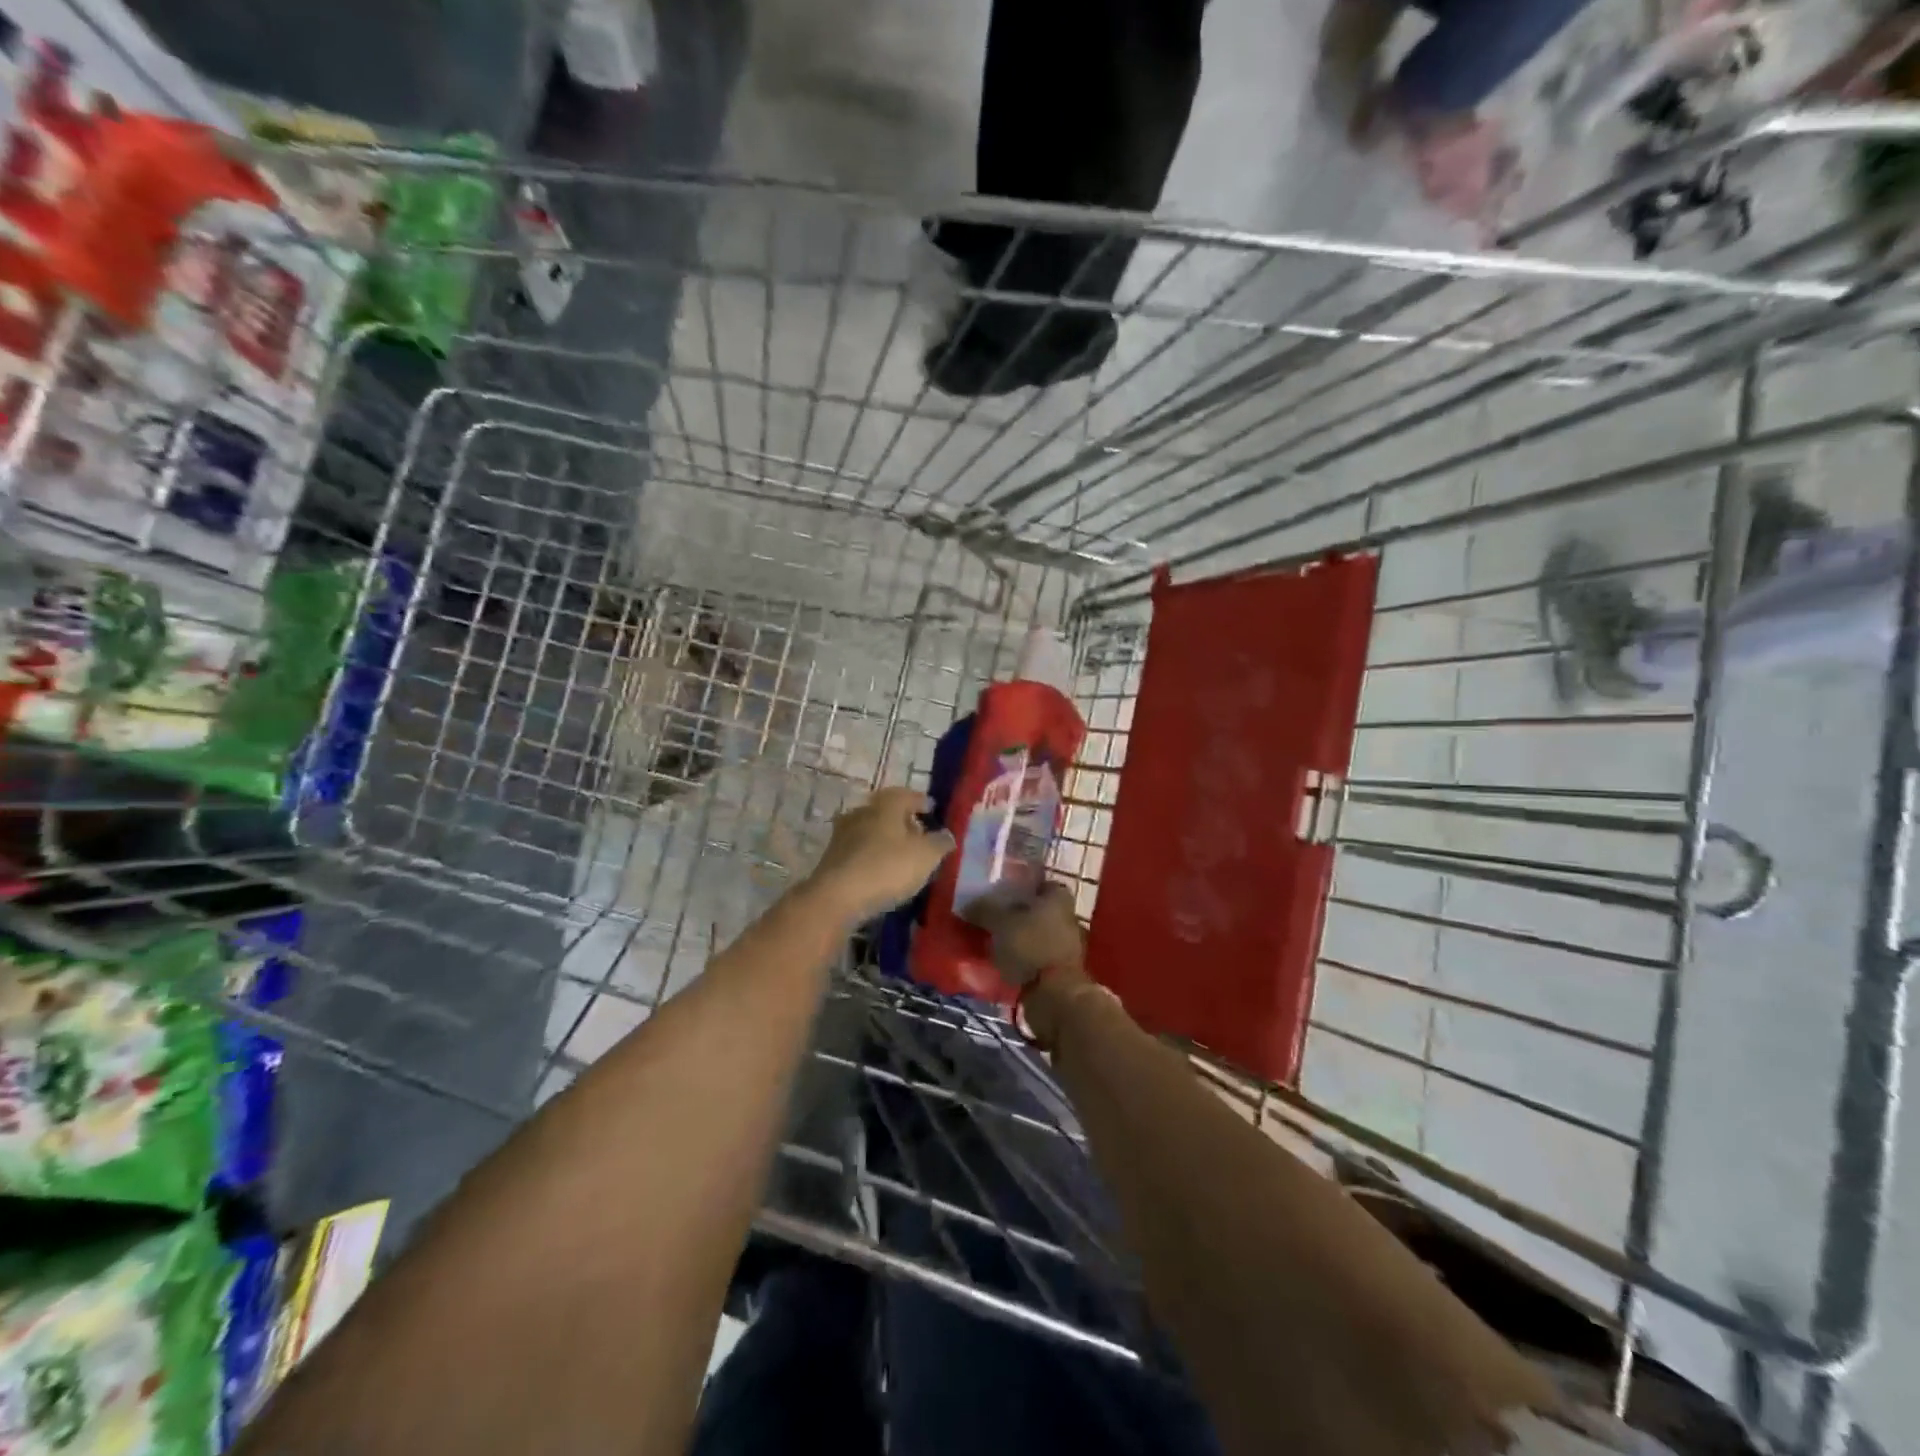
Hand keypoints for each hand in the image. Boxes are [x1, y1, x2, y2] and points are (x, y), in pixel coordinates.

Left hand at [801, 787, 953, 922]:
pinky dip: (874, 855)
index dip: (923, 803)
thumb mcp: (926, 856)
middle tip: (921, 835)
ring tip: (903, 856)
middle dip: (905, 821)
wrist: (837, 896)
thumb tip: (946, 835)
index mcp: (886, 803)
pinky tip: (883, 869)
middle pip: (888, 811)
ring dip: (887, 839)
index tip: (933, 811)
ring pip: (872, 830)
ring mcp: (843, 833)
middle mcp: (862, 811)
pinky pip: (861, 849)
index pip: (908, 795)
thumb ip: (940, 843)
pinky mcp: (833, 856)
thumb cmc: (887, 867)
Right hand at [973, 881, 1085, 990]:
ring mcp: (1064, 944)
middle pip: (1033, 909)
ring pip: (1032, 933)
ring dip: (1014, 937)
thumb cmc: (1030, 946)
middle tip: (985, 916)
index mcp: (1057, 896)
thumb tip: (967, 905)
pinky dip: (1018, 957)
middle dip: (1012, 913)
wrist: (1054, 995)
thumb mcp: (999, 922)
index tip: (994, 892)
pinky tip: (997, 961)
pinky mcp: (1057, 969)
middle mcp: (1065, 916)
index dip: (1015, 885)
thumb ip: (983, 910)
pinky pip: (1032, 956)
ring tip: (987, 940)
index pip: (1035, 882)